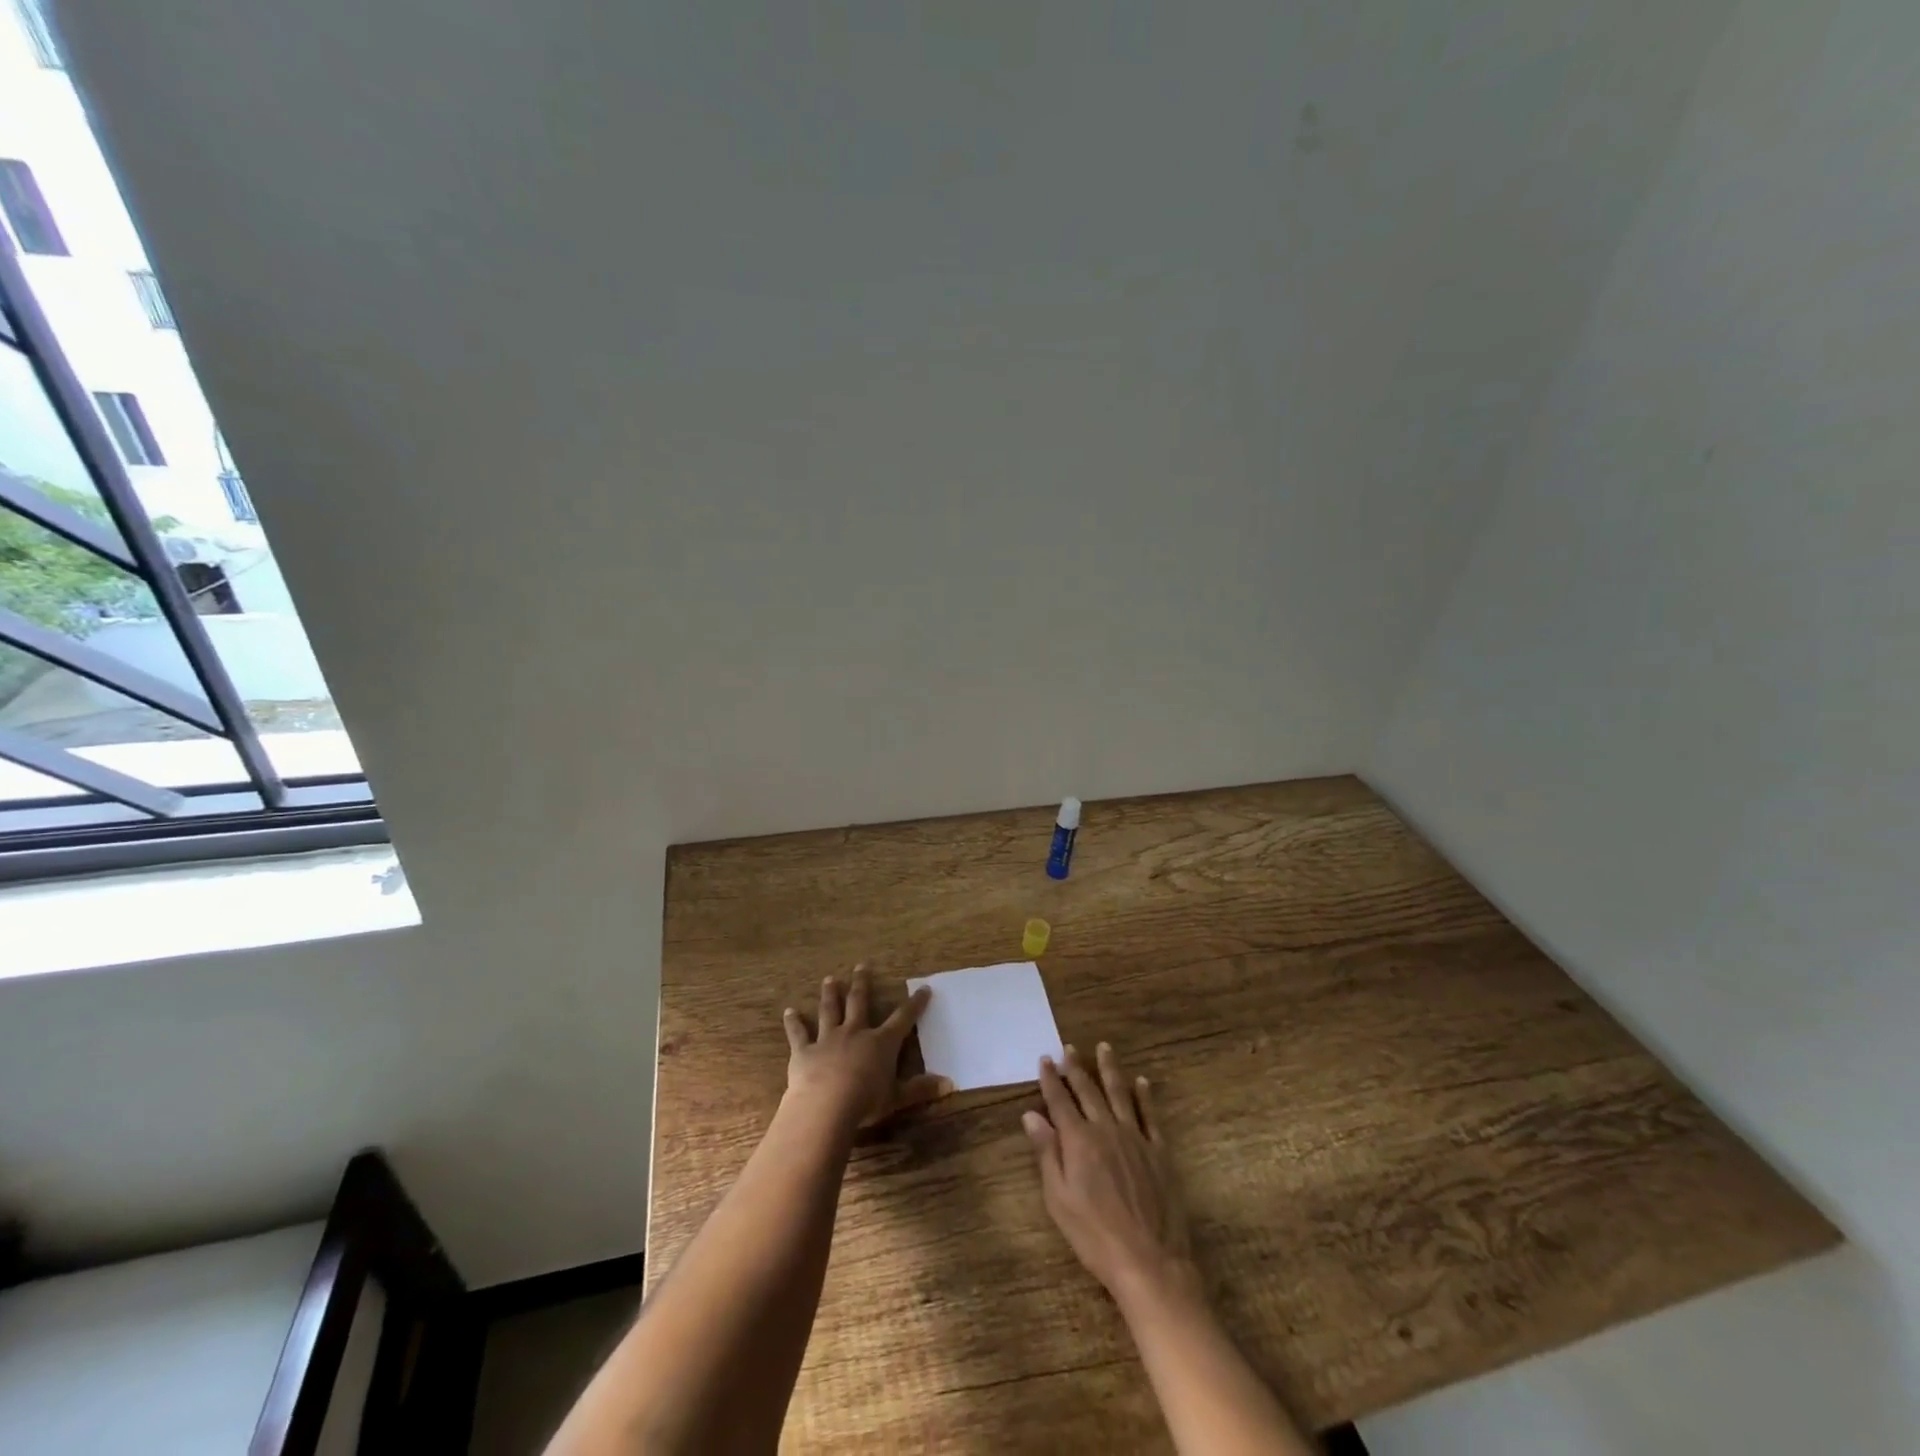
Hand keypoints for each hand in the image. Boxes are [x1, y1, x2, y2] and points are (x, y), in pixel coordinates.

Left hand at [783, 964, 948, 1129]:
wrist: (826, 1106)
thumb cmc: (866, 1102)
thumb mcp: (898, 1098)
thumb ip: (922, 1089)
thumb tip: (951, 1084)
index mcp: (881, 1043)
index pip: (902, 1018)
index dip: (915, 1004)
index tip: (924, 988)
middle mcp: (855, 1033)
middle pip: (859, 1002)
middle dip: (862, 983)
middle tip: (861, 965)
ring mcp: (828, 1039)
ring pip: (830, 1010)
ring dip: (830, 994)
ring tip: (830, 978)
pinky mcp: (804, 1051)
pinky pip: (798, 1033)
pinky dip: (793, 1022)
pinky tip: (789, 1011)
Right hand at [1024, 1043, 1193, 1301]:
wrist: (1149, 1261)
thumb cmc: (1094, 1235)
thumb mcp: (1059, 1198)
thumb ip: (1046, 1152)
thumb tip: (1031, 1115)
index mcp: (1079, 1140)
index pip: (1060, 1101)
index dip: (1051, 1079)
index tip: (1045, 1059)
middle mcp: (1106, 1129)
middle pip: (1088, 1091)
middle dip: (1076, 1068)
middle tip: (1069, 1047)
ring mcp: (1135, 1138)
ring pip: (1120, 1093)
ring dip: (1110, 1069)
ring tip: (1104, 1047)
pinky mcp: (1159, 1152)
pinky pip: (1150, 1115)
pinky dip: (1145, 1096)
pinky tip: (1142, 1082)